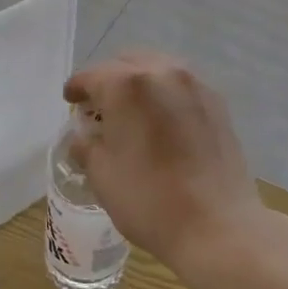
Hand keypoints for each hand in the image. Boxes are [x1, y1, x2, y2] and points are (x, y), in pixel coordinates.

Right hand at [62, 52, 264, 270]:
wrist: (217, 224)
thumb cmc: (150, 200)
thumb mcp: (102, 176)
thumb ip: (87, 146)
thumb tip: (85, 136)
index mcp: (127, 85)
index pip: (91, 75)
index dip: (76, 88)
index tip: (70, 101)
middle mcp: (162, 71)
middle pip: (126, 63)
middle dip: (109, 80)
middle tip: (99, 107)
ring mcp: (194, 84)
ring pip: (157, 68)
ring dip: (139, 82)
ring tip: (132, 111)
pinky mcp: (216, 100)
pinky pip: (181, 84)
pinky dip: (165, 93)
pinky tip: (162, 119)